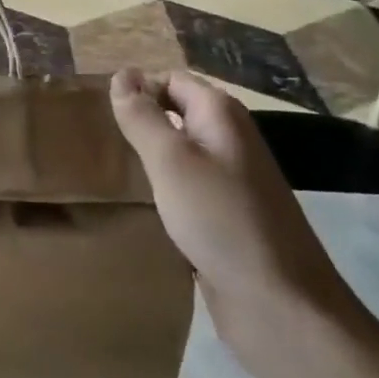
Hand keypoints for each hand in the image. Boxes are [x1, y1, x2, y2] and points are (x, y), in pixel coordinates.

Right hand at [109, 69, 360, 368]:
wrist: (279, 304)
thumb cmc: (219, 219)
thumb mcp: (170, 160)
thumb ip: (142, 116)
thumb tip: (121, 73)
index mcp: (221, 114)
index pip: (171, 79)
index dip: (137, 90)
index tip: (100, 114)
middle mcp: (231, 138)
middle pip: (177, 113)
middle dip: (142, 122)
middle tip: (100, 140)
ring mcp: (234, 178)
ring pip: (182, 152)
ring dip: (152, 158)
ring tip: (112, 170)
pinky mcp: (230, 214)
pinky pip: (190, 187)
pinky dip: (167, 190)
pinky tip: (143, 206)